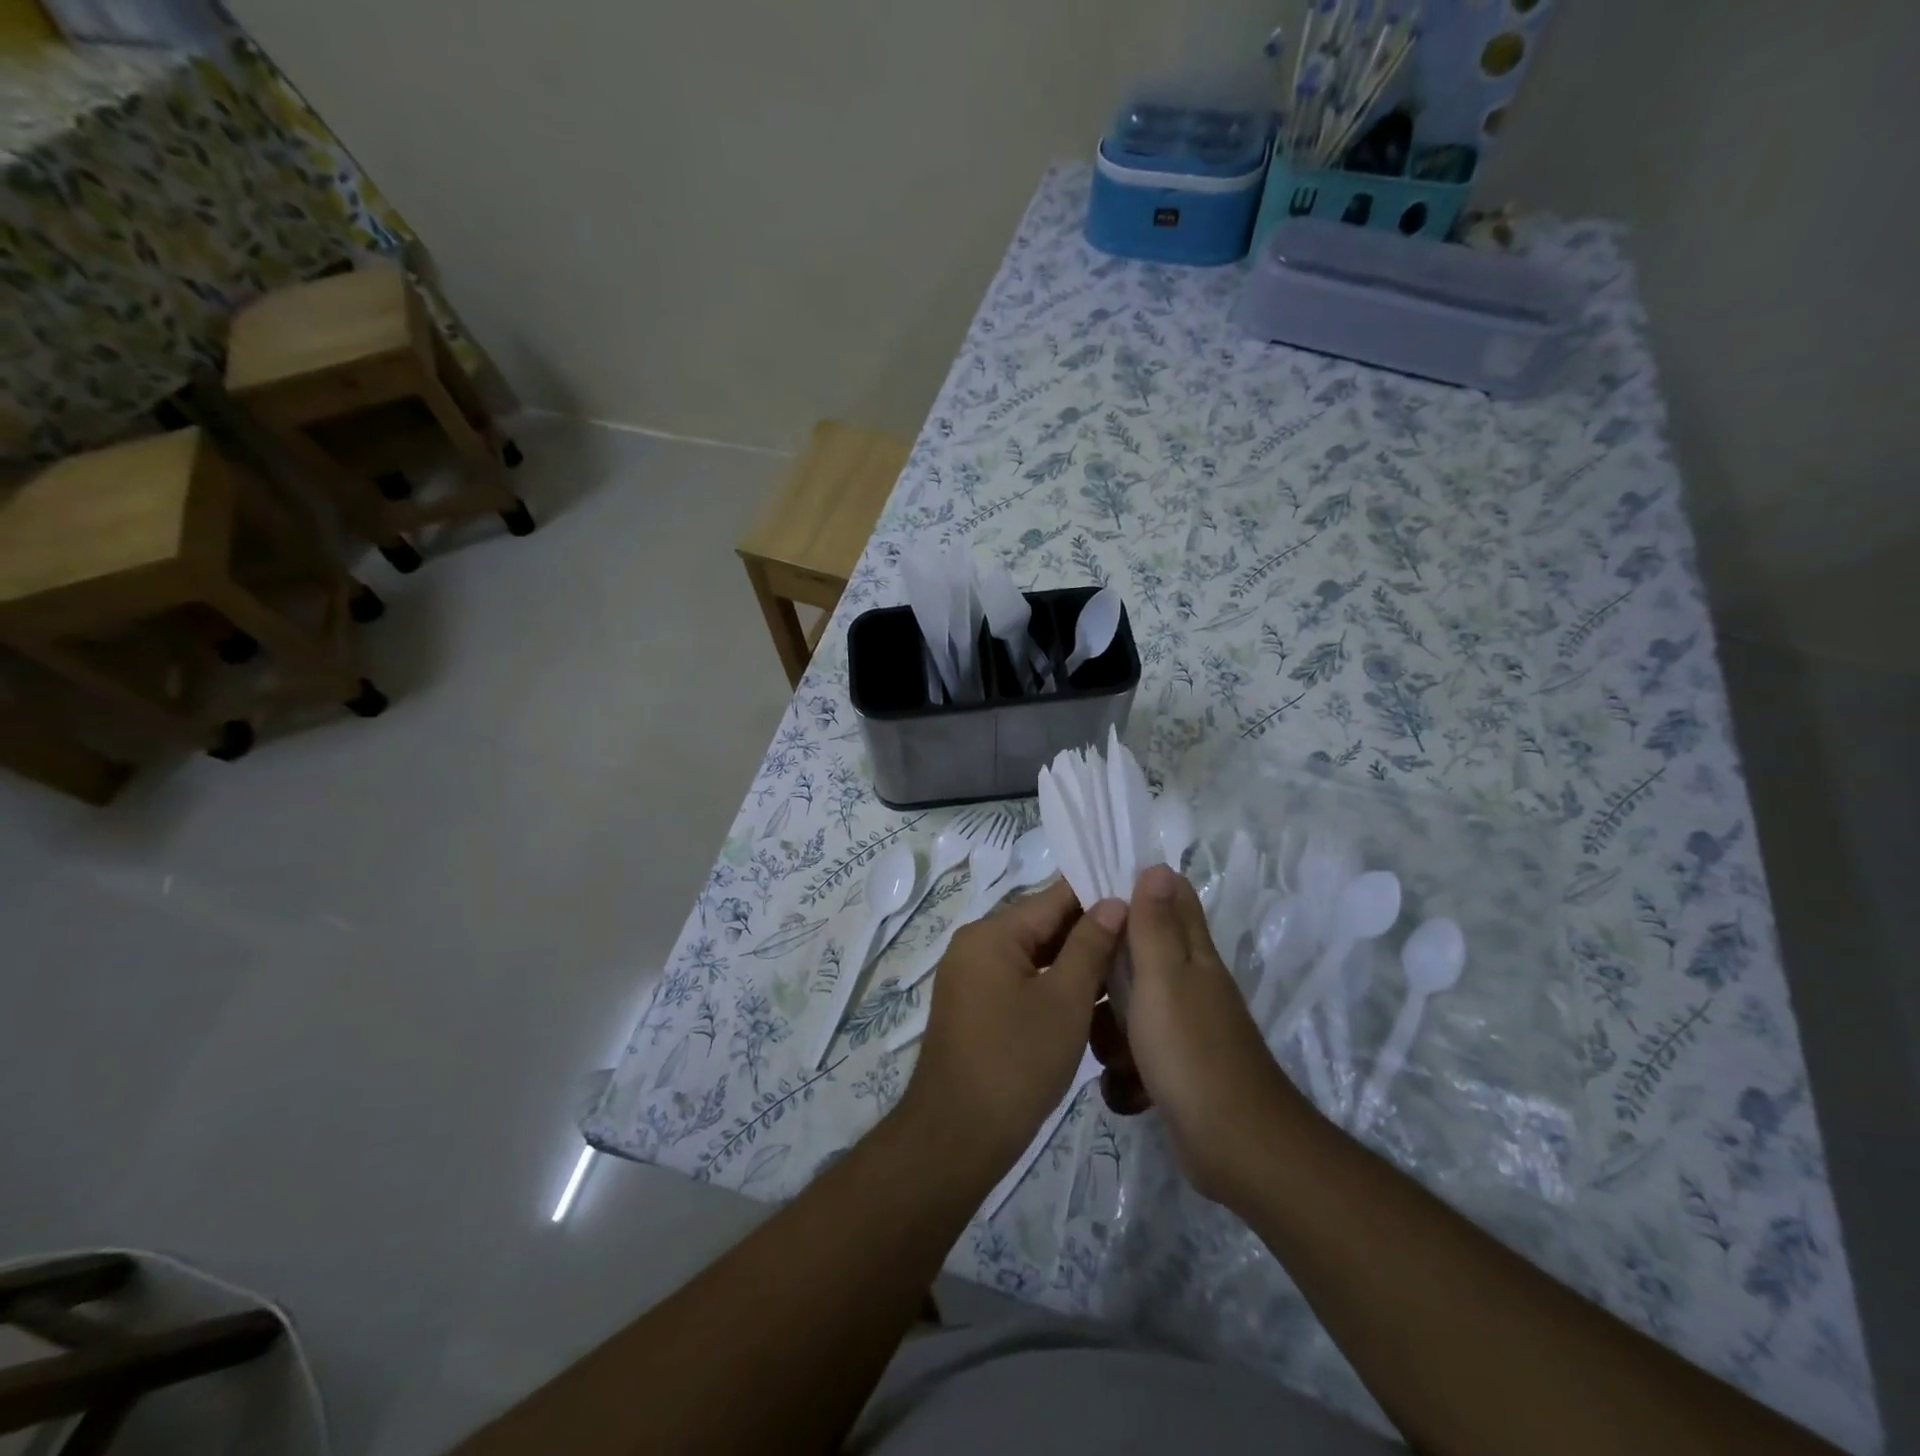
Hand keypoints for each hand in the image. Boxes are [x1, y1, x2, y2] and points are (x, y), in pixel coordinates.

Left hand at [899, 880, 1125, 1178]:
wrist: (957, 1137)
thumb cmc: (1016, 1063)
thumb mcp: (1065, 1001)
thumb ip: (1090, 945)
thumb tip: (1114, 901)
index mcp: (991, 933)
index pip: (1053, 897)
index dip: (1099, 895)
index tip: (1142, 901)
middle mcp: (975, 945)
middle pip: (1042, 925)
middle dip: (1090, 932)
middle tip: (1143, 939)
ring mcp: (972, 977)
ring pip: (1035, 956)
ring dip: (1075, 963)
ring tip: (1127, 969)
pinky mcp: (976, 1007)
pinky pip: (1021, 981)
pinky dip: (1053, 986)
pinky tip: (1092, 1000)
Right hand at [1092, 863, 1303, 1204]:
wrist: (1235, 1148)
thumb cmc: (1191, 1051)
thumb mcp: (1164, 978)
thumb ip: (1156, 925)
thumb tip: (1157, 865)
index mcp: (1192, 954)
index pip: (1169, 899)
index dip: (1132, 889)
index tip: (1089, 900)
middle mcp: (1189, 984)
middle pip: (1138, 956)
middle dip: (1105, 971)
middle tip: (1084, 987)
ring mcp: (1182, 1029)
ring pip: (1129, 1009)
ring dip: (1110, 1029)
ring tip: (1107, 1050)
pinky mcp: (1174, 1069)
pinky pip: (1135, 1055)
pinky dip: (1126, 1072)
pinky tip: (1125, 1087)